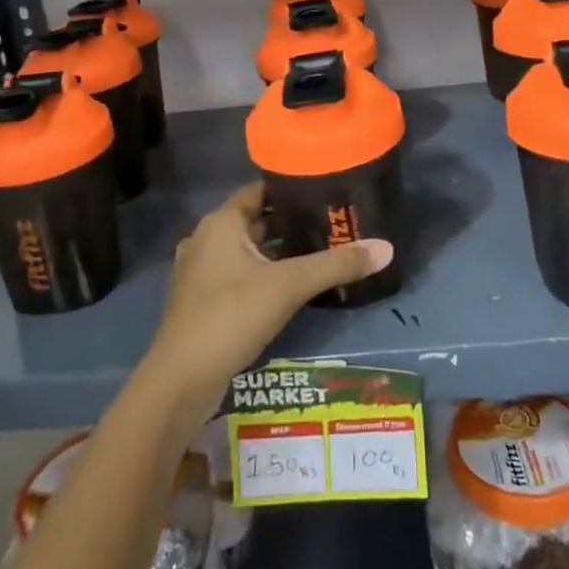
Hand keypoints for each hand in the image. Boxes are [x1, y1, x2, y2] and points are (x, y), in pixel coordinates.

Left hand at [140, 183, 393, 425]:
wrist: (182, 380)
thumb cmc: (231, 316)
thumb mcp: (289, 285)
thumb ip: (337, 265)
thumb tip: (387, 248)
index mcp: (221, 222)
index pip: (260, 191)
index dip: (291, 188)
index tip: (326, 190)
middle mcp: (206, 239)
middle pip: (255, 221)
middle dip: (290, 223)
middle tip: (331, 223)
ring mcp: (200, 272)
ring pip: (247, 251)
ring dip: (277, 252)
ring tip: (319, 252)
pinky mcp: (202, 301)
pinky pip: (238, 275)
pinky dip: (262, 275)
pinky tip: (291, 287)